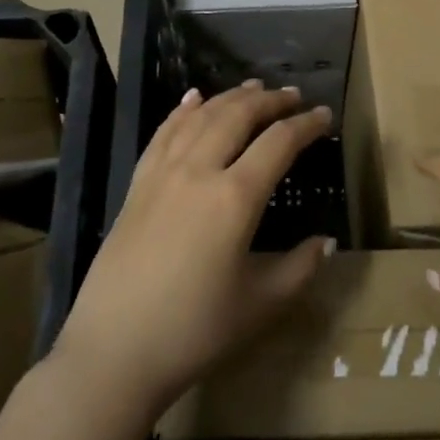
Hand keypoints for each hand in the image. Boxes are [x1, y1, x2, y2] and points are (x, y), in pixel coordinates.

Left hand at [53, 82, 334, 420]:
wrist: (113, 351)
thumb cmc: (194, 331)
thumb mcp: (260, 305)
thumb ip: (299, 268)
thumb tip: (326, 242)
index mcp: (235, 197)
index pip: (279, 142)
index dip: (306, 125)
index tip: (324, 115)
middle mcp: (199, 171)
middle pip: (238, 116)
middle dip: (270, 100)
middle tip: (293, 95)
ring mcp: (163, 174)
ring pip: (201, 117)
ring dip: (230, 97)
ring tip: (253, 87)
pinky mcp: (137, 185)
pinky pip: (163, 134)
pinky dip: (182, 110)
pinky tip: (192, 98)